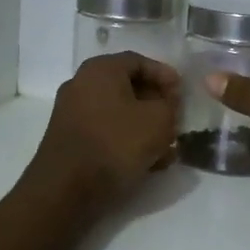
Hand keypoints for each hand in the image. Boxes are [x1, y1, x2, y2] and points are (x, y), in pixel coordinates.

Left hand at [28, 52, 181, 215]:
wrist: (66, 188)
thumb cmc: (116, 143)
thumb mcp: (158, 120)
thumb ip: (171, 105)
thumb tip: (167, 103)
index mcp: (101, 69)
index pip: (140, 61)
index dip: (166, 76)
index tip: (183, 95)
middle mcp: (81, 85)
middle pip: (128, 88)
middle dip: (157, 105)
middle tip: (176, 121)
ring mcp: (72, 113)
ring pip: (119, 114)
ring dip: (145, 128)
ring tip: (167, 149)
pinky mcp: (70, 140)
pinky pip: (106, 133)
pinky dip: (127, 142)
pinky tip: (148, 163)